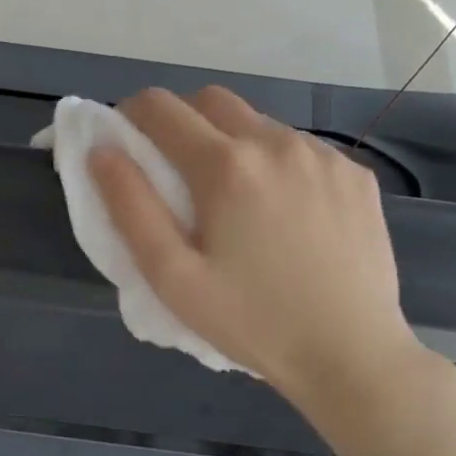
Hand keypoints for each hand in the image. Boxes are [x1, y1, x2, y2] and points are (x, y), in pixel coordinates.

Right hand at [90, 86, 428, 417]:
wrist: (352, 356)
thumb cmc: (250, 322)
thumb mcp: (172, 276)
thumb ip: (130, 206)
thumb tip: (101, 150)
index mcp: (226, 165)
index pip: (160, 107)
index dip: (131, 115)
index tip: (126, 143)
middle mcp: (276, 143)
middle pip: (211, 100)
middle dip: (181, 119)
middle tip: (175, 169)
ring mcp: (322, 155)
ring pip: (258, 122)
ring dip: (231, 141)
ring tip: (234, 199)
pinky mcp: (354, 174)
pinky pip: (299, 147)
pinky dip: (275, 161)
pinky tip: (284, 212)